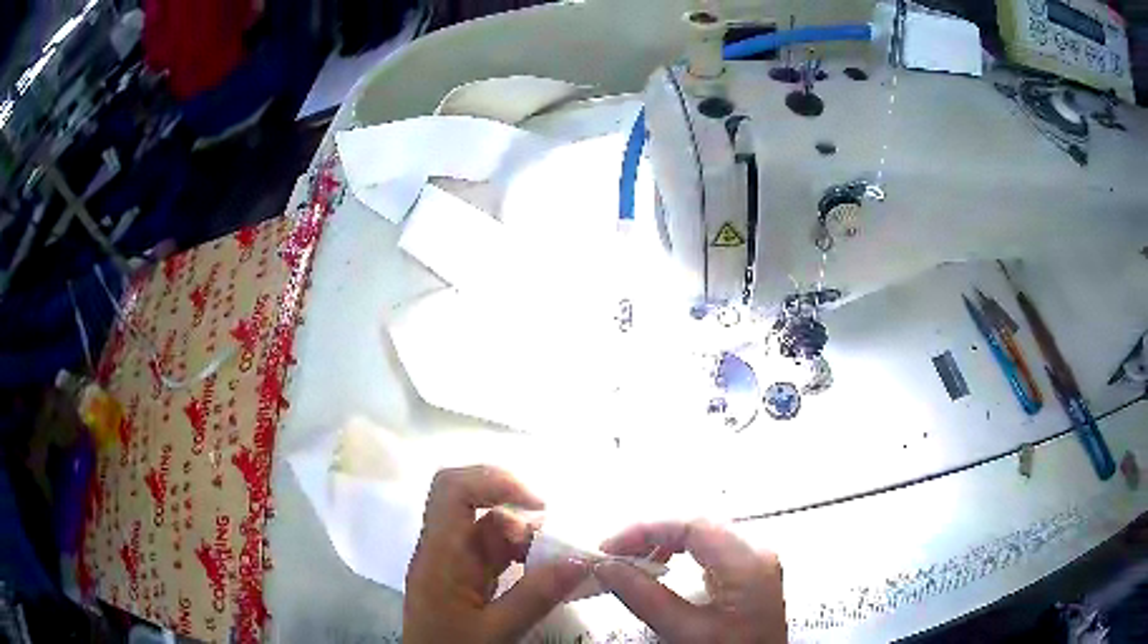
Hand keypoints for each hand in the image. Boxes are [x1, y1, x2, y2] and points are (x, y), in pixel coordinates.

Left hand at [404, 466, 589, 642]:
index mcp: (439, 555)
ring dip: (524, 536)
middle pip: (472, 501)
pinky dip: (522, 554)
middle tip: (553, 529)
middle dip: (515, 505)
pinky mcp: (464, 575)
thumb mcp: (496, 631)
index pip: (452, 490)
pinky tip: (544, 570)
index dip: (494, 481)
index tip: (539, 505)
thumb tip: (581, 561)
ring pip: (488, 527)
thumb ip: (536, 596)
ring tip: (558, 557)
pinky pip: (494, 551)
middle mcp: (442, 548)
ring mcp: (453, 561)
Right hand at [595, 520, 786, 642]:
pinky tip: (661, 566)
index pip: (692, 524)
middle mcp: (758, 551)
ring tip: (631, 560)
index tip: (608, 548)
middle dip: (652, 533)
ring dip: (664, 541)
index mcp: (749, 561)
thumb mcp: (686, 632)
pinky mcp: (749, 571)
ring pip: (704, 532)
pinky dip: (680, 551)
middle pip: (699, 523)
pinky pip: (710, 547)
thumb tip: (606, 567)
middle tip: (614, 553)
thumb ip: (645, 598)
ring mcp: (756, 560)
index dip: (645, 529)